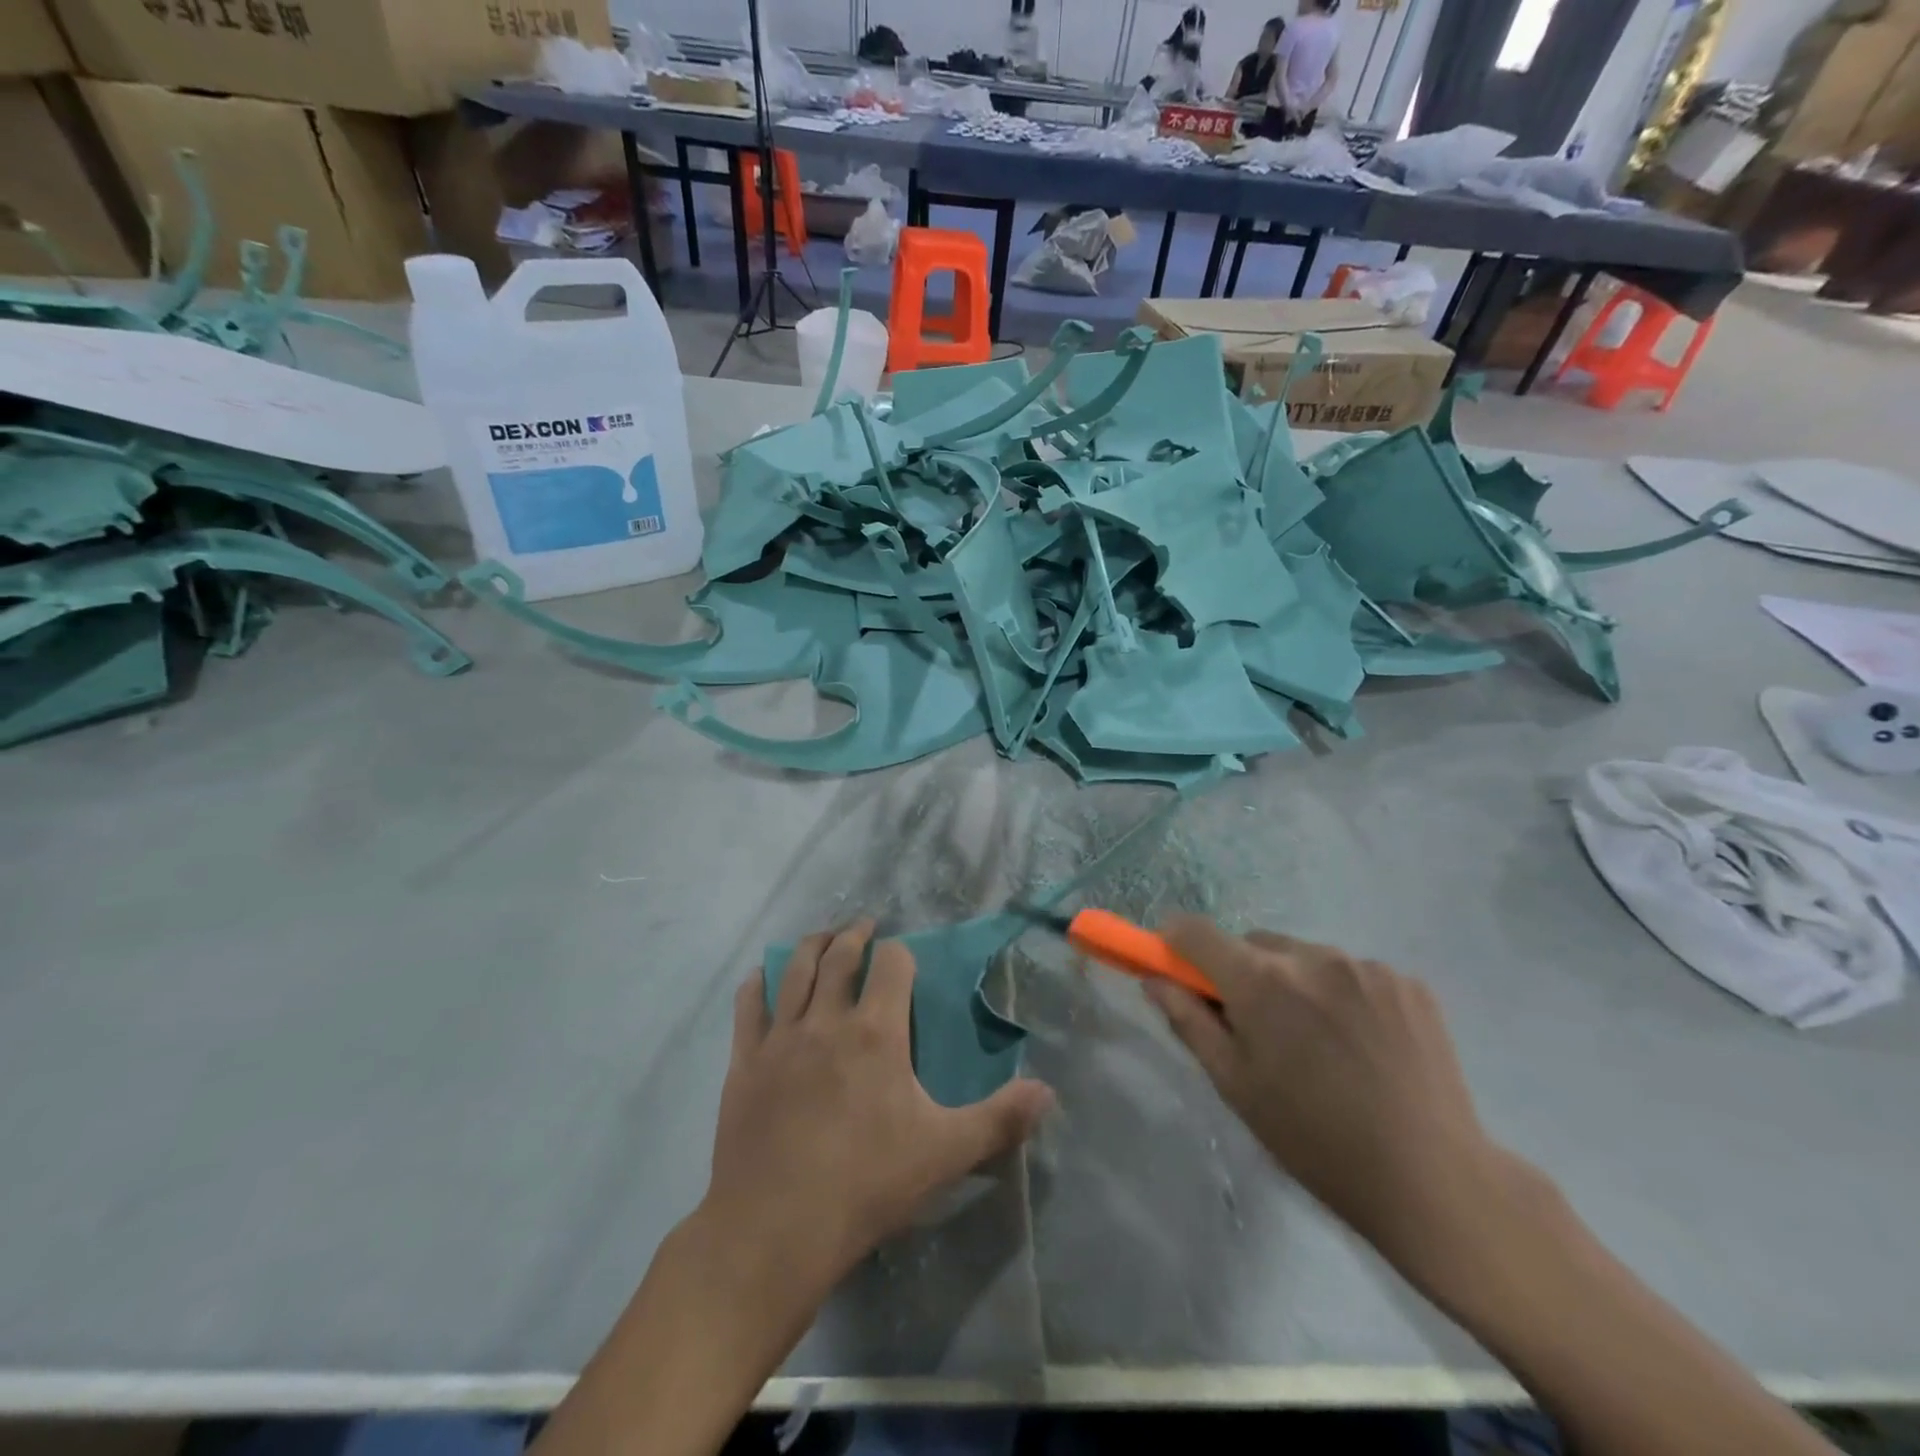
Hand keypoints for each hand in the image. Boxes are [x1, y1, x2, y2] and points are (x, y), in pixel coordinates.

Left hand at [701, 920, 1053, 1307]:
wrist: (774, 1229)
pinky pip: (749, 1008)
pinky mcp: (746, 1063)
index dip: (900, 953)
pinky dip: (757, 985)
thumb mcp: (945, 1153)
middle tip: (863, 927)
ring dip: (811, 945)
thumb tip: (1048, 1091)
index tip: (903, 957)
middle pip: (840, 956)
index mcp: (876, 1032)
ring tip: (822, 937)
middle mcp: (827, 1020)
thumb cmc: (866, 1185)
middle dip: (855, 936)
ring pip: (794, 970)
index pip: (891, 963)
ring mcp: (781, 1038)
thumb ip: (999, 1119)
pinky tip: (760, 977)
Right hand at [1147, 919, 1509, 1281]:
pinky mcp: (1407, 982)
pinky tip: (1363, 1045)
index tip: (1174, 962)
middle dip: (1244, 973)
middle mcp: (1311, 956)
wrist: (1434, 1180)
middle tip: (1260, 1028)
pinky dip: (1343, 995)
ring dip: (1296, 983)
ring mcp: (1365, 966)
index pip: (1197, 932)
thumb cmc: (1315, 1140)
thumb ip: (1188, 1021)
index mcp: (1262, 981)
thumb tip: (1154, 979)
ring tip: (1321, 1044)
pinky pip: (1353, 973)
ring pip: (1305, 957)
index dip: (1176, 941)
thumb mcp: (1236, 1085)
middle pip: (1254, 944)